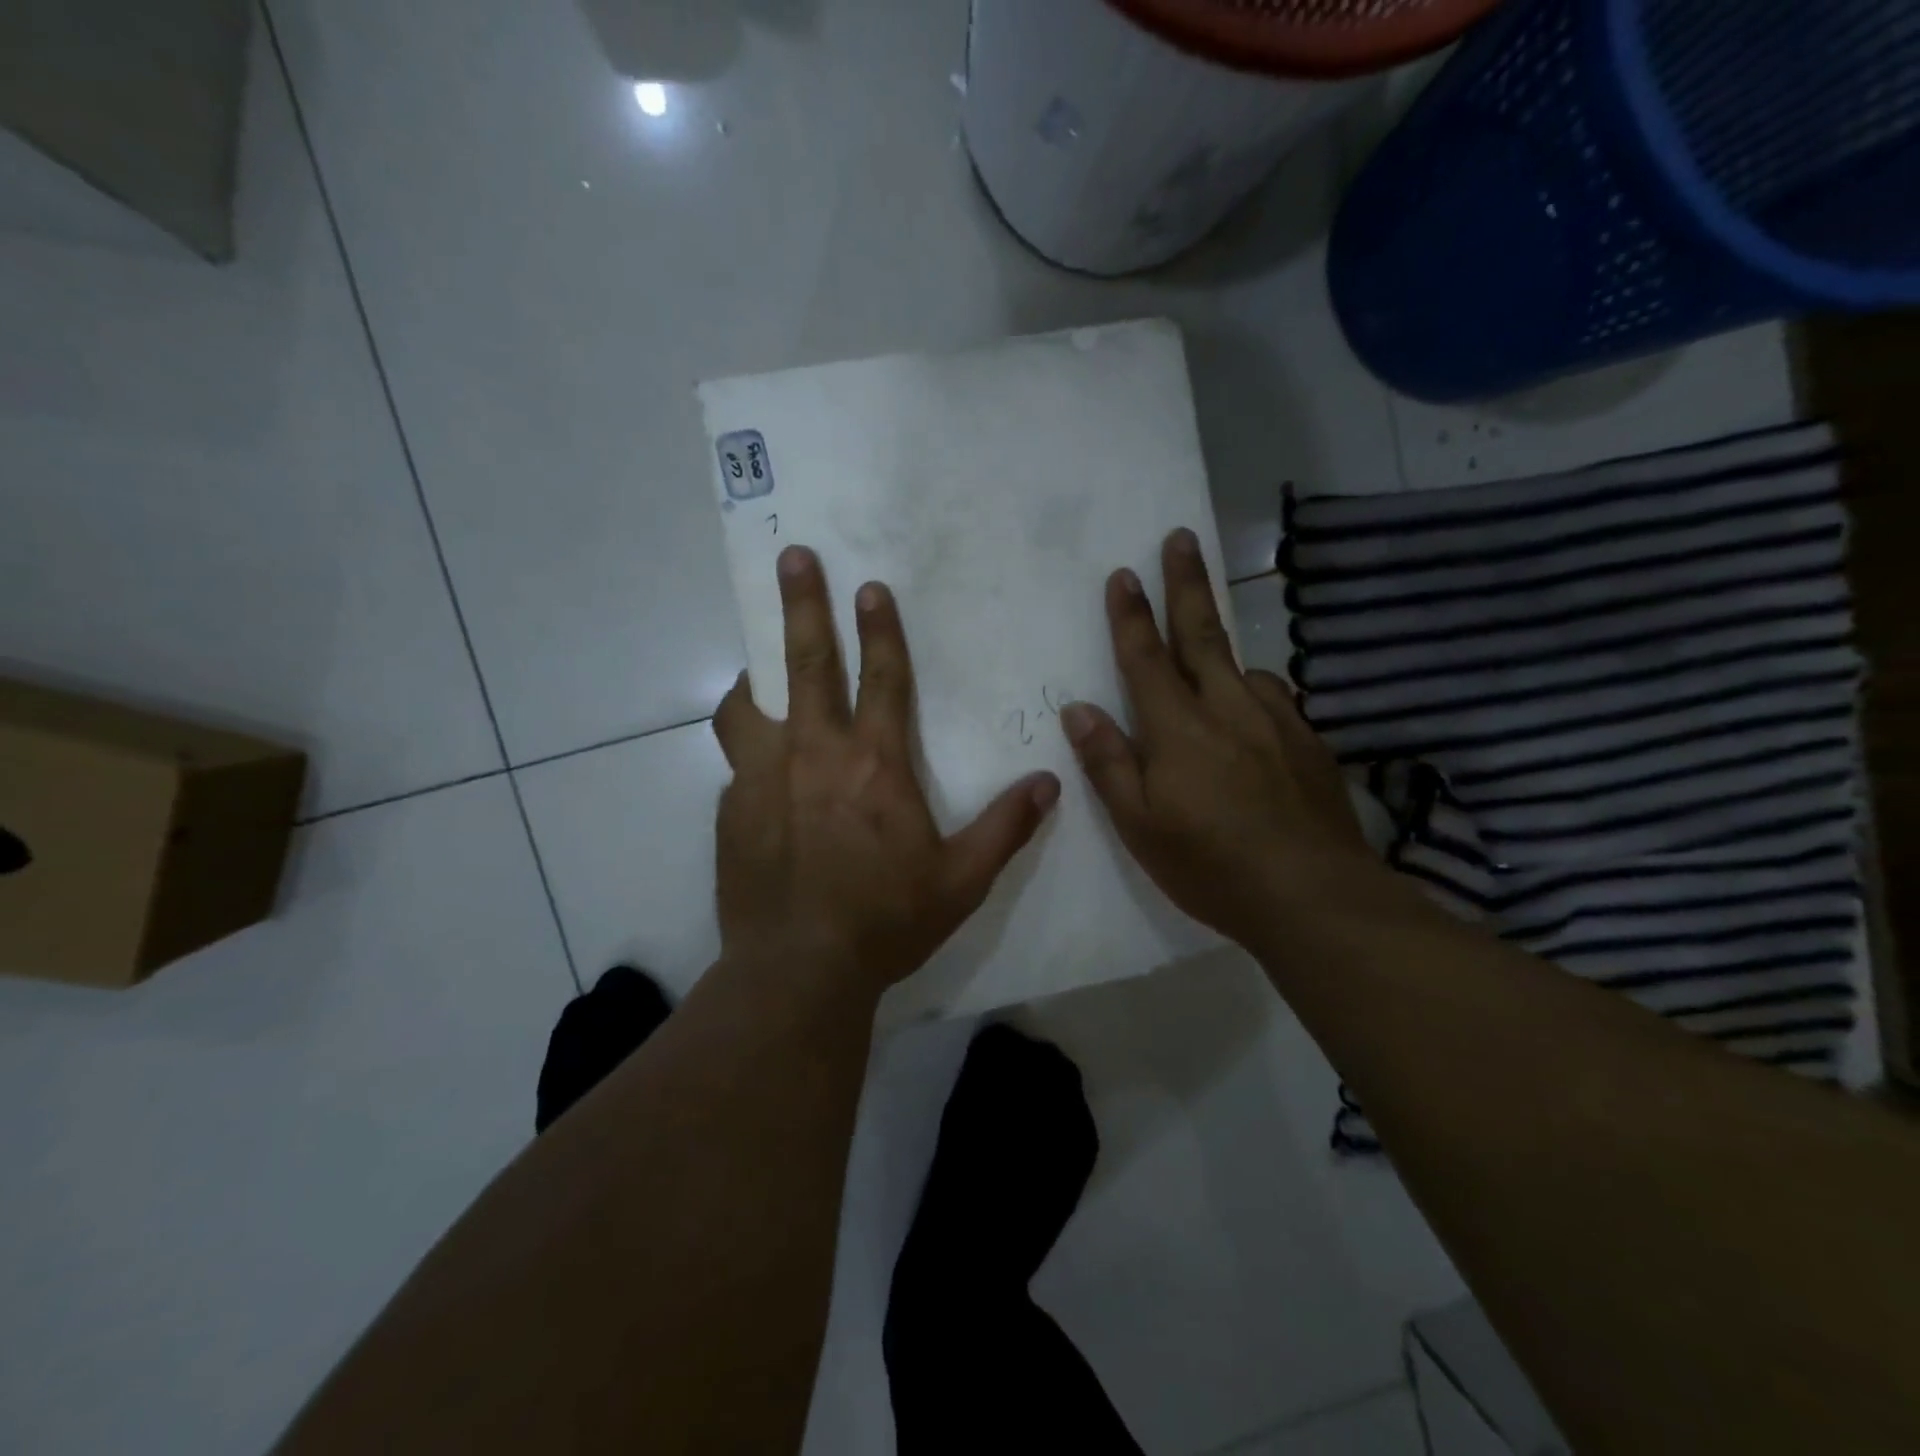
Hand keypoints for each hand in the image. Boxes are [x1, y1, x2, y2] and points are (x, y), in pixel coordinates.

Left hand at [713, 546, 1060, 999]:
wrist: (798, 970)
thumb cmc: (885, 921)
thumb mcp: (961, 880)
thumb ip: (1006, 827)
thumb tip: (1049, 784)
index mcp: (874, 765)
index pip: (882, 678)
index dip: (880, 629)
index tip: (870, 587)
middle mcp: (814, 755)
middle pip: (806, 664)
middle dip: (803, 606)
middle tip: (793, 557)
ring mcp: (762, 778)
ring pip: (748, 705)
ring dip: (755, 676)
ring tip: (756, 668)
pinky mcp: (731, 809)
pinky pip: (736, 761)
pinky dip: (747, 748)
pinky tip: (757, 771)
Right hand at [1061, 529, 1383, 949]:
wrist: (1313, 897)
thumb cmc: (1210, 864)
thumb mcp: (1139, 823)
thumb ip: (1108, 762)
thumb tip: (1079, 709)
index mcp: (1178, 728)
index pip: (1146, 658)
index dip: (1131, 615)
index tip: (1123, 573)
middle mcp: (1227, 709)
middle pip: (1202, 633)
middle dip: (1186, 583)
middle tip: (1181, 537)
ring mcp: (1275, 722)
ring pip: (1242, 667)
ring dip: (1221, 646)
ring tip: (1208, 647)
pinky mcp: (1309, 743)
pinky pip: (1274, 699)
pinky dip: (1254, 690)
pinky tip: (1253, 709)